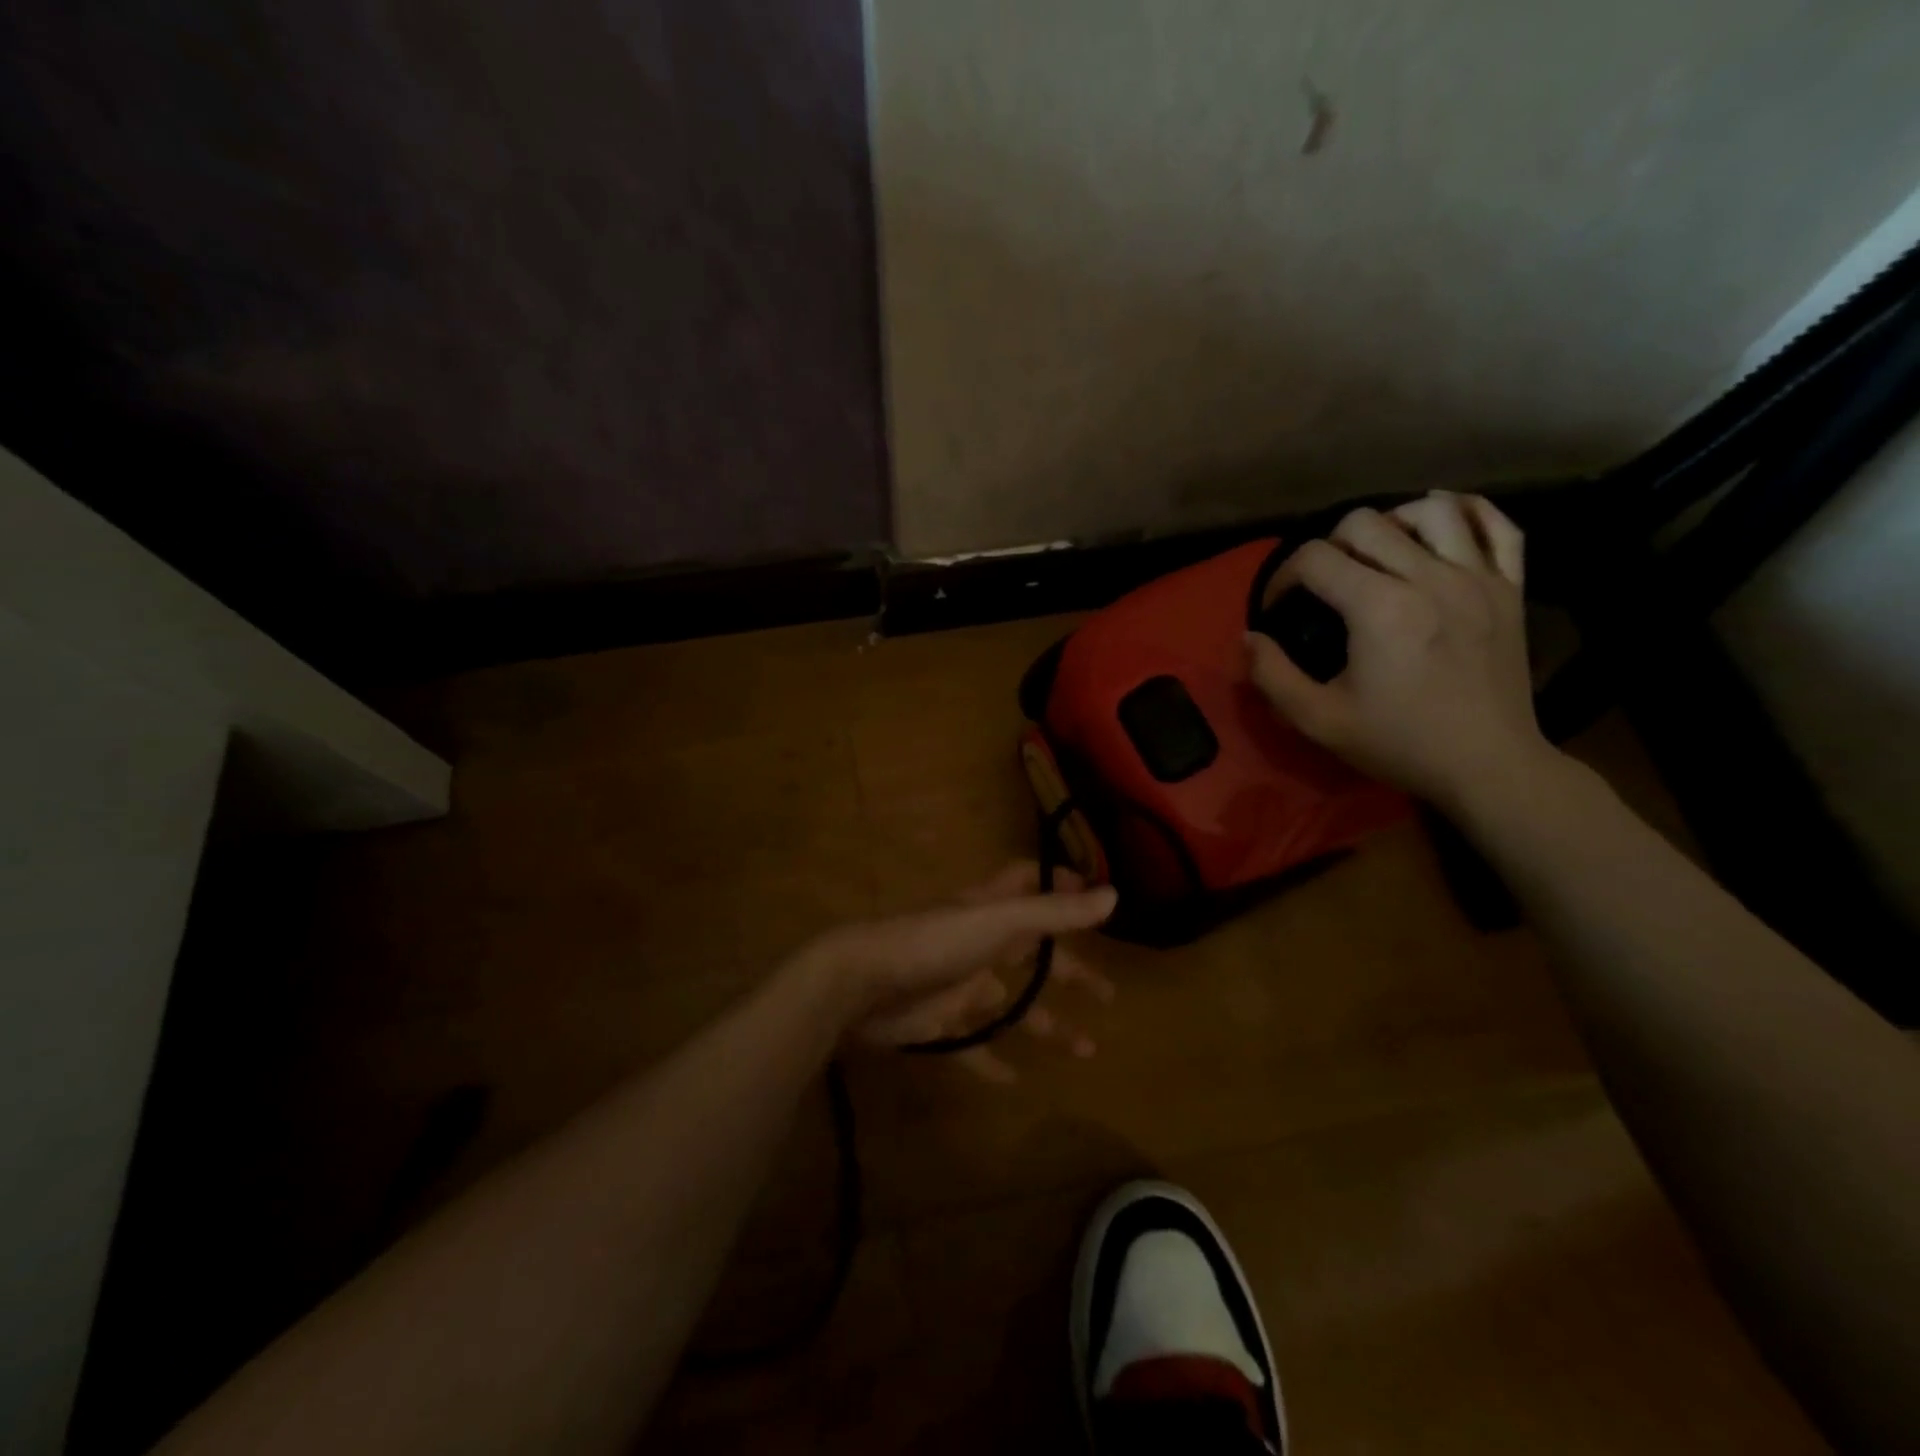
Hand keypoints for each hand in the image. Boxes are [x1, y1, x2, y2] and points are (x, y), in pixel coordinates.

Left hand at [802, 863, 1117, 1083]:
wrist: (862, 983)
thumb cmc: (934, 943)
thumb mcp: (998, 922)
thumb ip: (1053, 912)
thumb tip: (1114, 895)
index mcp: (991, 909)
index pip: (1028, 883)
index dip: (1060, 885)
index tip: (1098, 899)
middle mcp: (979, 942)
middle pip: (1033, 953)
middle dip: (1068, 970)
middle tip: (1107, 995)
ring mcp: (960, 983)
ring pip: (1013, 1003)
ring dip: (1047, 1022)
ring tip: (1086, 1049)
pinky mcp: (942, 1021)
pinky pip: (976, 1044)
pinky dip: (994, 1061)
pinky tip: (1016, 1080)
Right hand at [1246, 490, 1554, 810]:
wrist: (1488, 766)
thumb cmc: (1399, 743)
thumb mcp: (1318, 720)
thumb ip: (1273, 675)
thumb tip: (1249, 638)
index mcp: (1379, 608)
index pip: (1314, 558)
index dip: (1282, 577)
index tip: (1277, 609)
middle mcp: (1429, 577)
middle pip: (1364, 523)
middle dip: (1327, 546)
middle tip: (1322, 585)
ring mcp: (1477, 577)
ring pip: (1430, 510)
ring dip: (1392, 521)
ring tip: (1377, 552)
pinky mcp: (1510, 587)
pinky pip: (1497, 526)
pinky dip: (1467, 512)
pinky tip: (1440, 523)